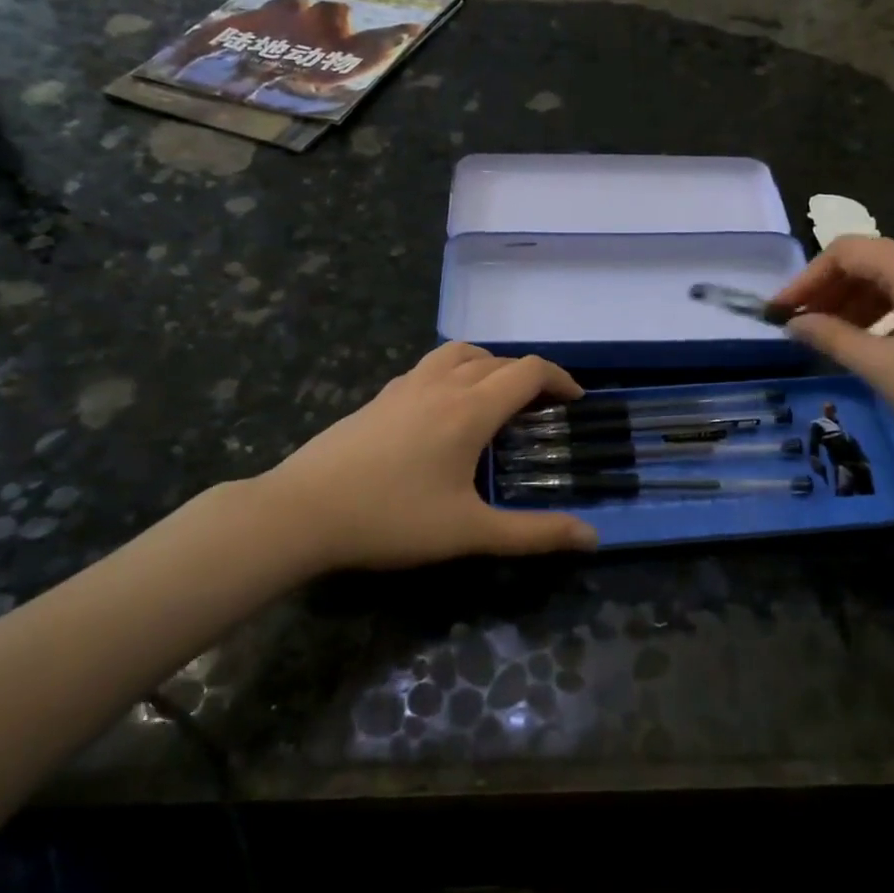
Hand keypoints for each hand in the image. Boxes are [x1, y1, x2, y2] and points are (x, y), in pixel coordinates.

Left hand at [257, 342, 600, 572]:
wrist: (301, 511)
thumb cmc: (391, 520)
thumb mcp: (469, 532)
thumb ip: (533, 534)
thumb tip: (592, 538)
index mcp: (470, 409)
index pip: (528, 371)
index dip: (560, 379)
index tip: (576, 401)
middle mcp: (441, 385)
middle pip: (498, 360)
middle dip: (529, 377)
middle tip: (542, 410)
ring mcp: (405, 386)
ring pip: (459, 353)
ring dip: (489, 365)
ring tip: (497, 397)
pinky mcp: (380, 397)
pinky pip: (430, 367)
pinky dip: (454, 372)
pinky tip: (444, 409)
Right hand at [771, 236, 893, 469]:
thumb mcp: (881, 366)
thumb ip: (832, 338)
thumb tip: (793, 324)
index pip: (845, 252)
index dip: (806, 279)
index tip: (779, 313)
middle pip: (867, 261)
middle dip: (826, 290)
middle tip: (798, 326)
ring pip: (889, 280)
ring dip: (851, 303)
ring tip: (826, 337)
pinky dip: (880, 313)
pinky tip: (868, 342)